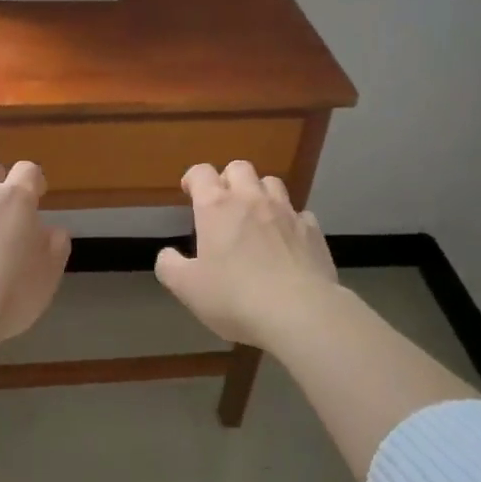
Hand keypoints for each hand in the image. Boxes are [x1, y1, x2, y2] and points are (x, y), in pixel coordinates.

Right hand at [155, 161, 339, 346]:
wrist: (299, 312)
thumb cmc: (234, 297)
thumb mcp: (187, 288)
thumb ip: (170, 267)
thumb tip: (167, 255)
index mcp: (216, 206)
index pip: (201, 172)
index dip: (194, 178)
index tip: (190, 192)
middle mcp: (251, 199)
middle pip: (239, 168)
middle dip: (228, 179)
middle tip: (223, 203)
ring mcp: (286, 212)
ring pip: (272, 183)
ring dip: (260, 192)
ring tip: (255, 215)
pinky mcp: (312, 231)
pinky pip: (299, 213)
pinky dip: (289, 220)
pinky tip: (286, 240)